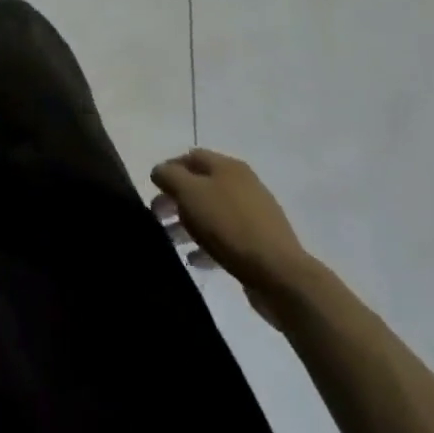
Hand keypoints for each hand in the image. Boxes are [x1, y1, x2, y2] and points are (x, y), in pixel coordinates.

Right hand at [152, 149, 316, 326]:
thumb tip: (160, 172)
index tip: (152, 190)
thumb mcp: (189, 193)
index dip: (168, 169)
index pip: (190, 157)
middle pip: (201, 185)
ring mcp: (254, 215)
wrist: (281, 275)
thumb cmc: (229, 225)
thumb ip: (169, 176)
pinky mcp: (260, 244)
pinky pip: (226, 238)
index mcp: (228, 166)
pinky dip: (207, 244)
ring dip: (189, 224)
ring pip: (212, 213)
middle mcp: (243, 184)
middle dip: (176, 199)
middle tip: (157, 217)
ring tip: (172, 241)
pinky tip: (195, 260)